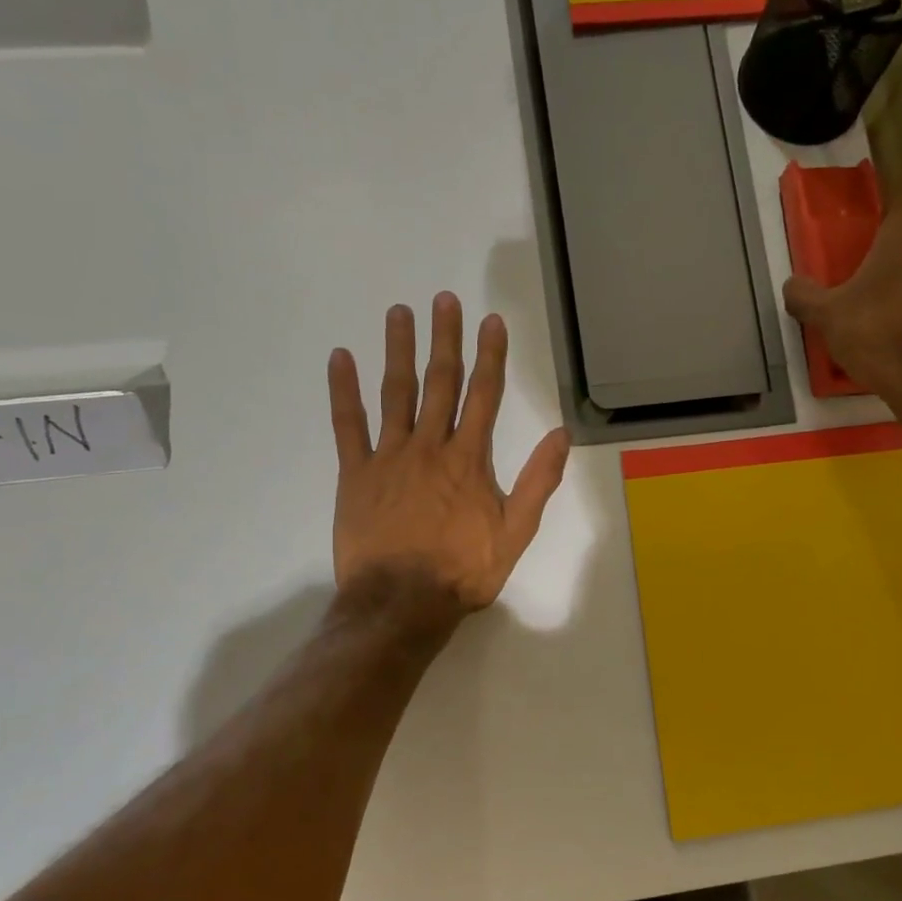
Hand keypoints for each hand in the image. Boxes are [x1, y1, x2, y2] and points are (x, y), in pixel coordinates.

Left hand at [328, 292, 570, 617]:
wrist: (402, 602)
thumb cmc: (463, 572)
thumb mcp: (515, 533)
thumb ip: (538, 482)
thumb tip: (562, 434)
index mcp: (470, 460)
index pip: (484, 396)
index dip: (490, 356)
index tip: (491, 321)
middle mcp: (430, 447)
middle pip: (440, 383)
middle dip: (445, 338)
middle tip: (443, 298)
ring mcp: (389, 457)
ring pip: (395, 393)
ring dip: (398, 350)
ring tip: (399, 313)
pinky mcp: (355, 474)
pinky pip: (348, 425)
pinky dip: (343, 391)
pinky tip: (339, 359)